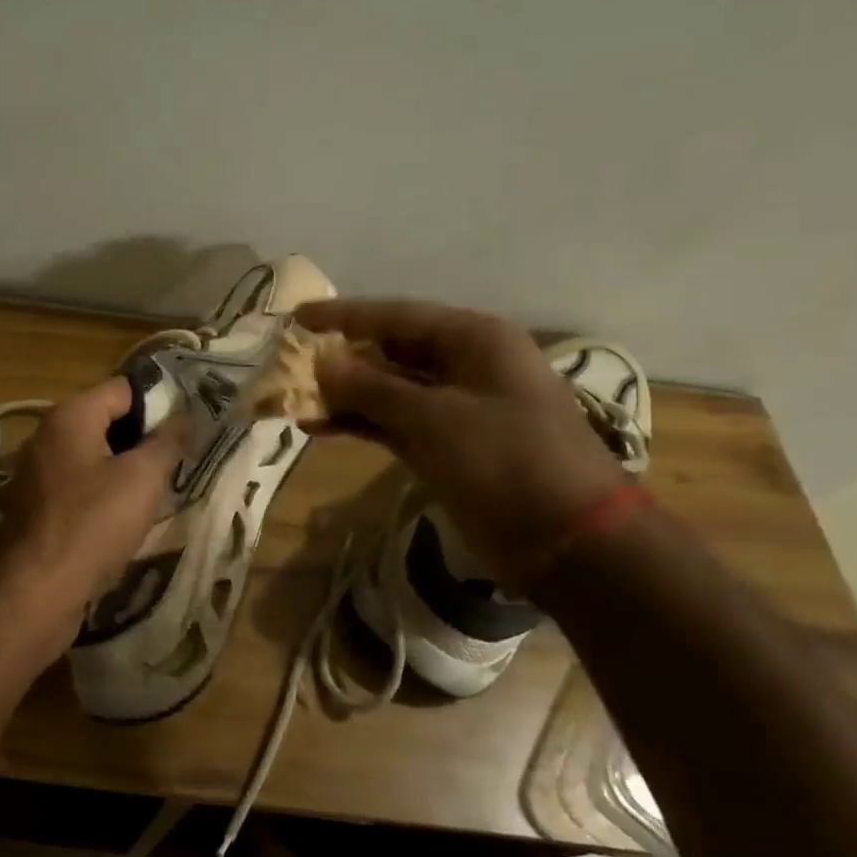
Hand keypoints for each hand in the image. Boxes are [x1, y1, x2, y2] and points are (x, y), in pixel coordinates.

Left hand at [0, 377, 186, 641]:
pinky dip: (105, 493)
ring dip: (127, 468)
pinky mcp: (37, 507)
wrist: (36, 591)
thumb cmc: (93, 524)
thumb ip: (167, 441)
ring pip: (94, 457)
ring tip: (163, 486)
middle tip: (182, 457)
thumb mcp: (142, 477)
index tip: (191, 424)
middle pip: (107, 421)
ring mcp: (38, 473)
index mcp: (70, 416)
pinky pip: (80, 486)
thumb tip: (186, 416)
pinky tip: (129, 515)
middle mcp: (48, 436)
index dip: (161, 402)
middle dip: (145, 437)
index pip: (123, 388)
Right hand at [297, 300, 626, 586]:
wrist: (568, 540)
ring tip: (293, 398)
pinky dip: (358, 423)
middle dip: (339, 357)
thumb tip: (321, 364)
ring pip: (386, 389)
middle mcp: (463, 365)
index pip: (396, 316)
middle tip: (288, 362)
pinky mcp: (444, 445)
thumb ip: (373, 388)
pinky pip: (391, 423)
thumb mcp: (435, 418)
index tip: (297, 318)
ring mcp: (453, 408)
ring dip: (343, 393)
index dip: (344, 316)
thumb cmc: (508, 460)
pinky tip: (317, 426)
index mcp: (473, 340)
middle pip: (389, 350)